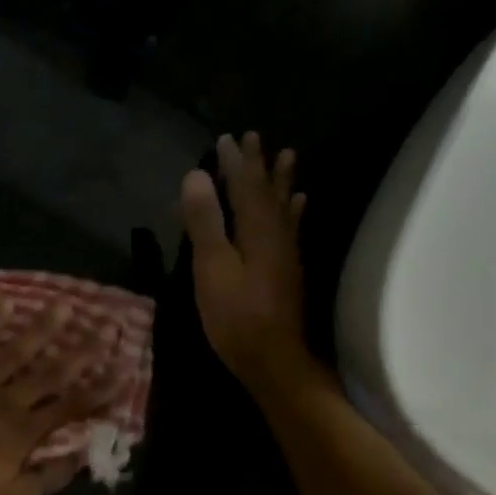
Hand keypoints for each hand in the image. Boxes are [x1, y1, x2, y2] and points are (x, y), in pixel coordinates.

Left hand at [0, 302, 116, 494]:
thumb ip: (49, 477)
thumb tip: (81, 454)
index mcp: (24, 433)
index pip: (73, 406)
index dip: (101, 389)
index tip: (124, 370)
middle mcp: (6, 401)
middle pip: (52, 371)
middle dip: (83, 349)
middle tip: (105, 324)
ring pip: (16, 351)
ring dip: (42, 327)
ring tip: (62, 305)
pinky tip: (3, 303)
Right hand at [181, 132, 322, 401]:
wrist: (272, 357)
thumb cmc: (235, 315)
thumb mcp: (211, 267)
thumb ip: (205, 222)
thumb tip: (195, 175)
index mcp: (256, 230)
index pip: (244, 186)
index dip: (234, 162)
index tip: (225, 138)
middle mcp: (276, 234)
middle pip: (268, 191)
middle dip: (259, 165)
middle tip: (255, 137)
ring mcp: (286, 253)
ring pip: (284, 207)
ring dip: (282, 181)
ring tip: (288, 156)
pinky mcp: (288, 270)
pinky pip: (292, 228)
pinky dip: (294, 211)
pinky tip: (299, 204)